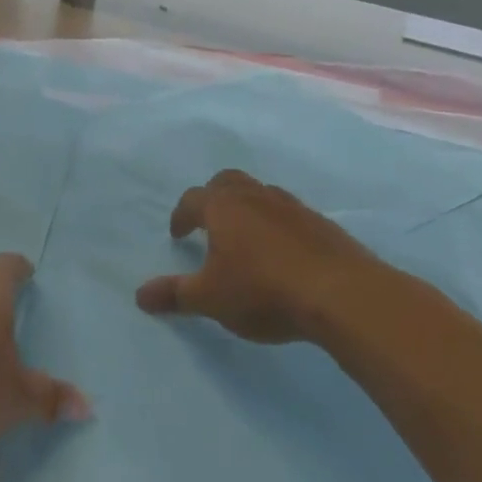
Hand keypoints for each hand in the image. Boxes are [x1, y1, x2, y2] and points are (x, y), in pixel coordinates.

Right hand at [135, 169, 423, 345]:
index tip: (178, 234)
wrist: (342, 294)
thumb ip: (174, 295)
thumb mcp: (210, 299)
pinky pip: (290, 214)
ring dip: (248, 209)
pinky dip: (278, 225)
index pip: (192, 200)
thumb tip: (140, 296)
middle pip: (227, 182)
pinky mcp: (322, 224)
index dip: (181, 216)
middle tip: (209, 223)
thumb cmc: (262, 291)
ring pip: (261, 194)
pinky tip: (282, 252)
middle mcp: (255, 197)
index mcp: (223, 208)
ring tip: (246, 238)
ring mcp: (293, 207)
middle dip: (213, 197)